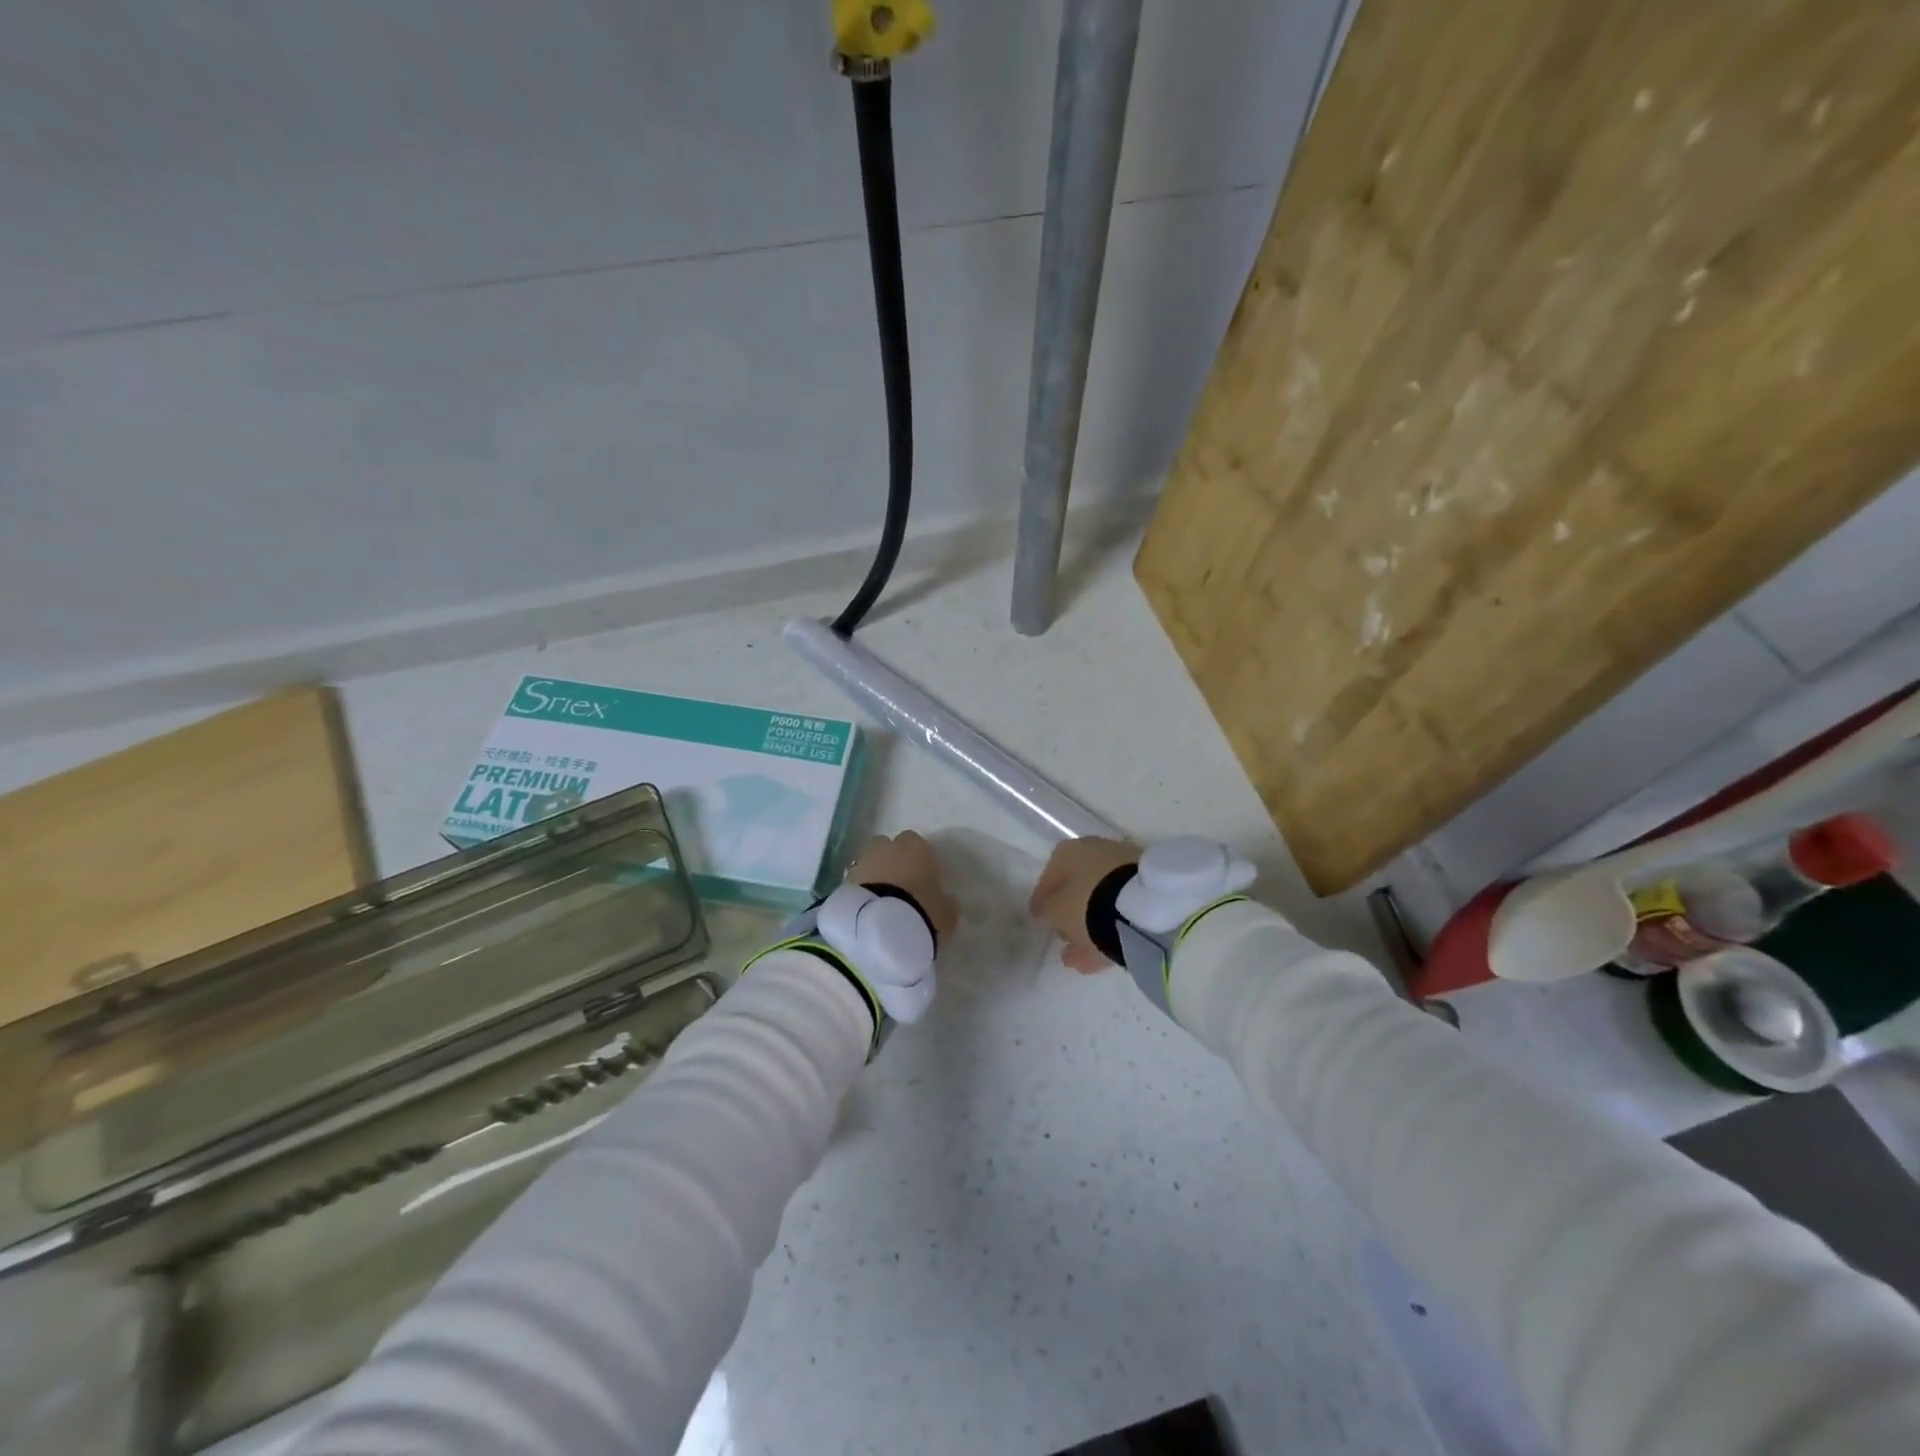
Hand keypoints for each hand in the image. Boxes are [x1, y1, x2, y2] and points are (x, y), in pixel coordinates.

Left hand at [847, 831, 958, 943]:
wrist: (880, 927)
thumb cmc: (922, 911)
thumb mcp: (946, 914)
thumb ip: (946, 903)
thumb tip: (946, 901)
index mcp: (916, 848)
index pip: (916, 842)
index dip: (917, 858)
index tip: (920, 876)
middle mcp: (888, 848)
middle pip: (888, 846)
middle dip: (892, 859)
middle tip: (899, 884)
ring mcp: (863, 861)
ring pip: (870, 860)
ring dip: (874, 873)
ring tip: (881, 898)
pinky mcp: (844, 880)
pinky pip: (857, 879)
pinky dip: (861, 888)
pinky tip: (868, 907)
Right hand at [1029, 837, 1141, 972]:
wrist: (1143, 906)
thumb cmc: (1089, 903)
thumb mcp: (1056, 911)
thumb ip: (1046, 911)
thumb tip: (1045, 912)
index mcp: (1070, 850)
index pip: (1049, 875)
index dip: (1043, 900)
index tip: (1040, 920)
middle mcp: (1097, 850)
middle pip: (1078, 885)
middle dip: (1071, 913)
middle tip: (1064, 938)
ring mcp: (1125, 867)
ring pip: (1101, 899)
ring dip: (1090, 925)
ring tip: (1080, 957)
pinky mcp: (1147, 886)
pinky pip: (1121, 908)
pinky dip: (1110, 928)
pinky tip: (1101, 954)